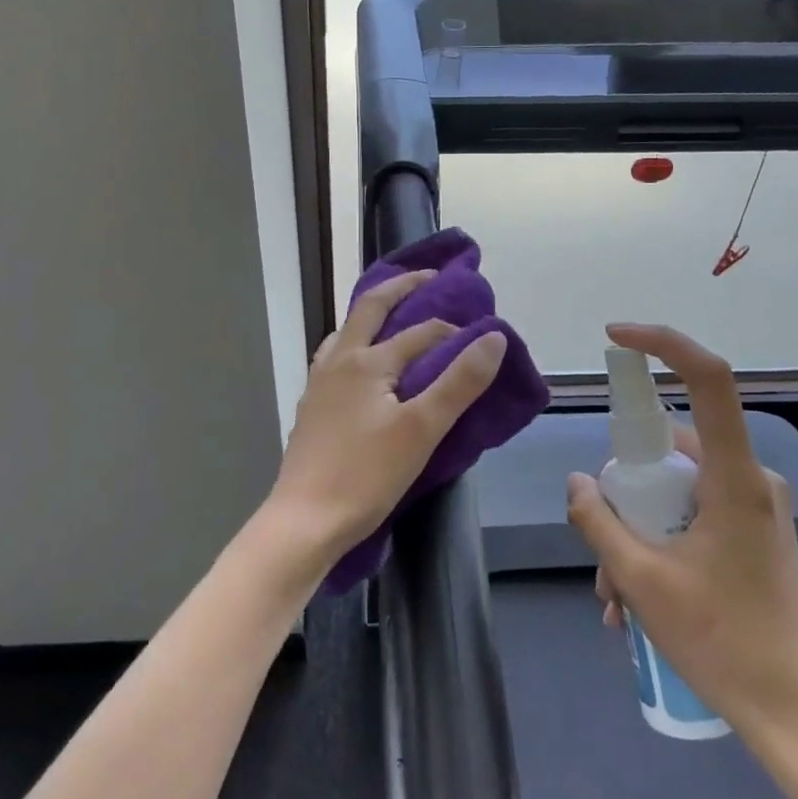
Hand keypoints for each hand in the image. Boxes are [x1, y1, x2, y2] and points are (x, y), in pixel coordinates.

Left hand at [258, 269, 507, 580]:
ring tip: (392, 318)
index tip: (481, 335)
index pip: (420, 332)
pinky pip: (335, 359)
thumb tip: (492, 337)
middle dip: (400, 288)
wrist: (305, 521)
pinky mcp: (311, 409)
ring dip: (371, 316)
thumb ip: (459, 382)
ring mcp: (319, 385)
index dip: (453, 330)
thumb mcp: (423, 429)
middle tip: (428, 277)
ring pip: (346, 333)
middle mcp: (338, 361)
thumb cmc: (367, 475)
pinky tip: (361, 369)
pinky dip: (355, 346)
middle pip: (369, 309)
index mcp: (367, 361)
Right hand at [566, 323, 797, 756]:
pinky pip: (690, 516)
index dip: (663, 344)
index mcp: (733, 479)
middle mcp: (749, 480)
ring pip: (674, 492)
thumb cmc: (720, 642)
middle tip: (599, 552)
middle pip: (671, 451)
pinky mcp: (751, 532)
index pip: (708, 380)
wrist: (793, 716)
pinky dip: (657, 545)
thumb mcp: (641, 578)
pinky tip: (635, 602)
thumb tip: (578, 482)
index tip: (616, 337)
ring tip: (616, 599)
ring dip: (636, 533)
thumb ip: (599, 520)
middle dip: (625, 496)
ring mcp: (752, 507)